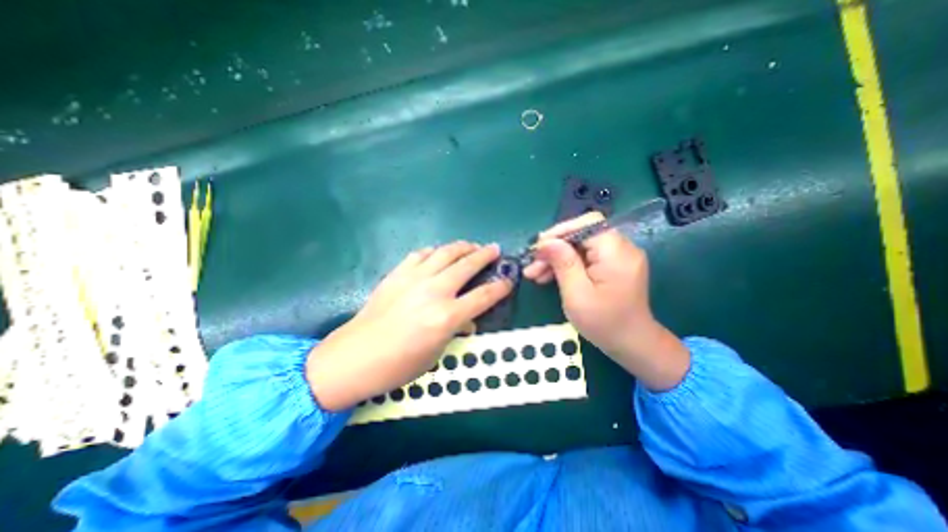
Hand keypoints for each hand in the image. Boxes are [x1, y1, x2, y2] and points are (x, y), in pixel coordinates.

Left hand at [306, 241, 510, 410]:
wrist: (355, 356)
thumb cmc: (398, 365)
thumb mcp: (436, 354)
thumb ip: (455, 330)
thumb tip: (467, 318)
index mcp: (447, 316)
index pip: (484, 296)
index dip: (501, 287)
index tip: (509, 280)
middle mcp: (434, 291)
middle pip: (467, 265)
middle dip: (485, 255)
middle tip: (494, 249)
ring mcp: (414, 279)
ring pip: (445, 253)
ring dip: (462, 247)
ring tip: (471, 245)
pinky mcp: (398, 274)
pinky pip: (421, 254)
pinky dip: (434, 251)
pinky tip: (439, 253)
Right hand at [527, 211, 689, 389]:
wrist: (632, 344)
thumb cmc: (604, 323)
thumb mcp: (577, 294)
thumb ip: (563, 263)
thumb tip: (546, 242)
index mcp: (616, 253)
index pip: (587, 225)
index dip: (560, 232)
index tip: (538, 247)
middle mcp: (621, 248)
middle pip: (581, 235)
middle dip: (554, 248)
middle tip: (532, 265)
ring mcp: (618, 256)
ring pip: (580, 246)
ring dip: (556, 257)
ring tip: (535, 274)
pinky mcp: (612, 265)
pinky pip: (585, 257)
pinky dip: (567, 264)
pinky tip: (549, 276)